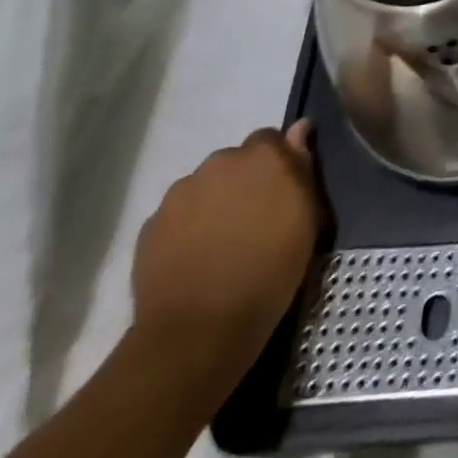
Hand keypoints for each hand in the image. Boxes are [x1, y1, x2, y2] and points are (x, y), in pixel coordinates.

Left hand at [130, 120, 325, 376]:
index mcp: (262, 155)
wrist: (199, 330)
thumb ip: (301, 166)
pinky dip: (185, 229)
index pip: (269, 140)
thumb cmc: (269, 270)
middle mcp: (220, 162)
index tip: (280, 195)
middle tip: (250, 222)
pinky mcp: (151, 225)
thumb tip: (299, 128)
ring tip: (219, 245)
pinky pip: (176, 216)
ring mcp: (180, 193)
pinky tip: (193, 260)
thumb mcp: (306, 219)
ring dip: (213, 204)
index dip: (275, 165)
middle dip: (242, 183)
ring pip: (203, 187)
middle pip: (234, 162)